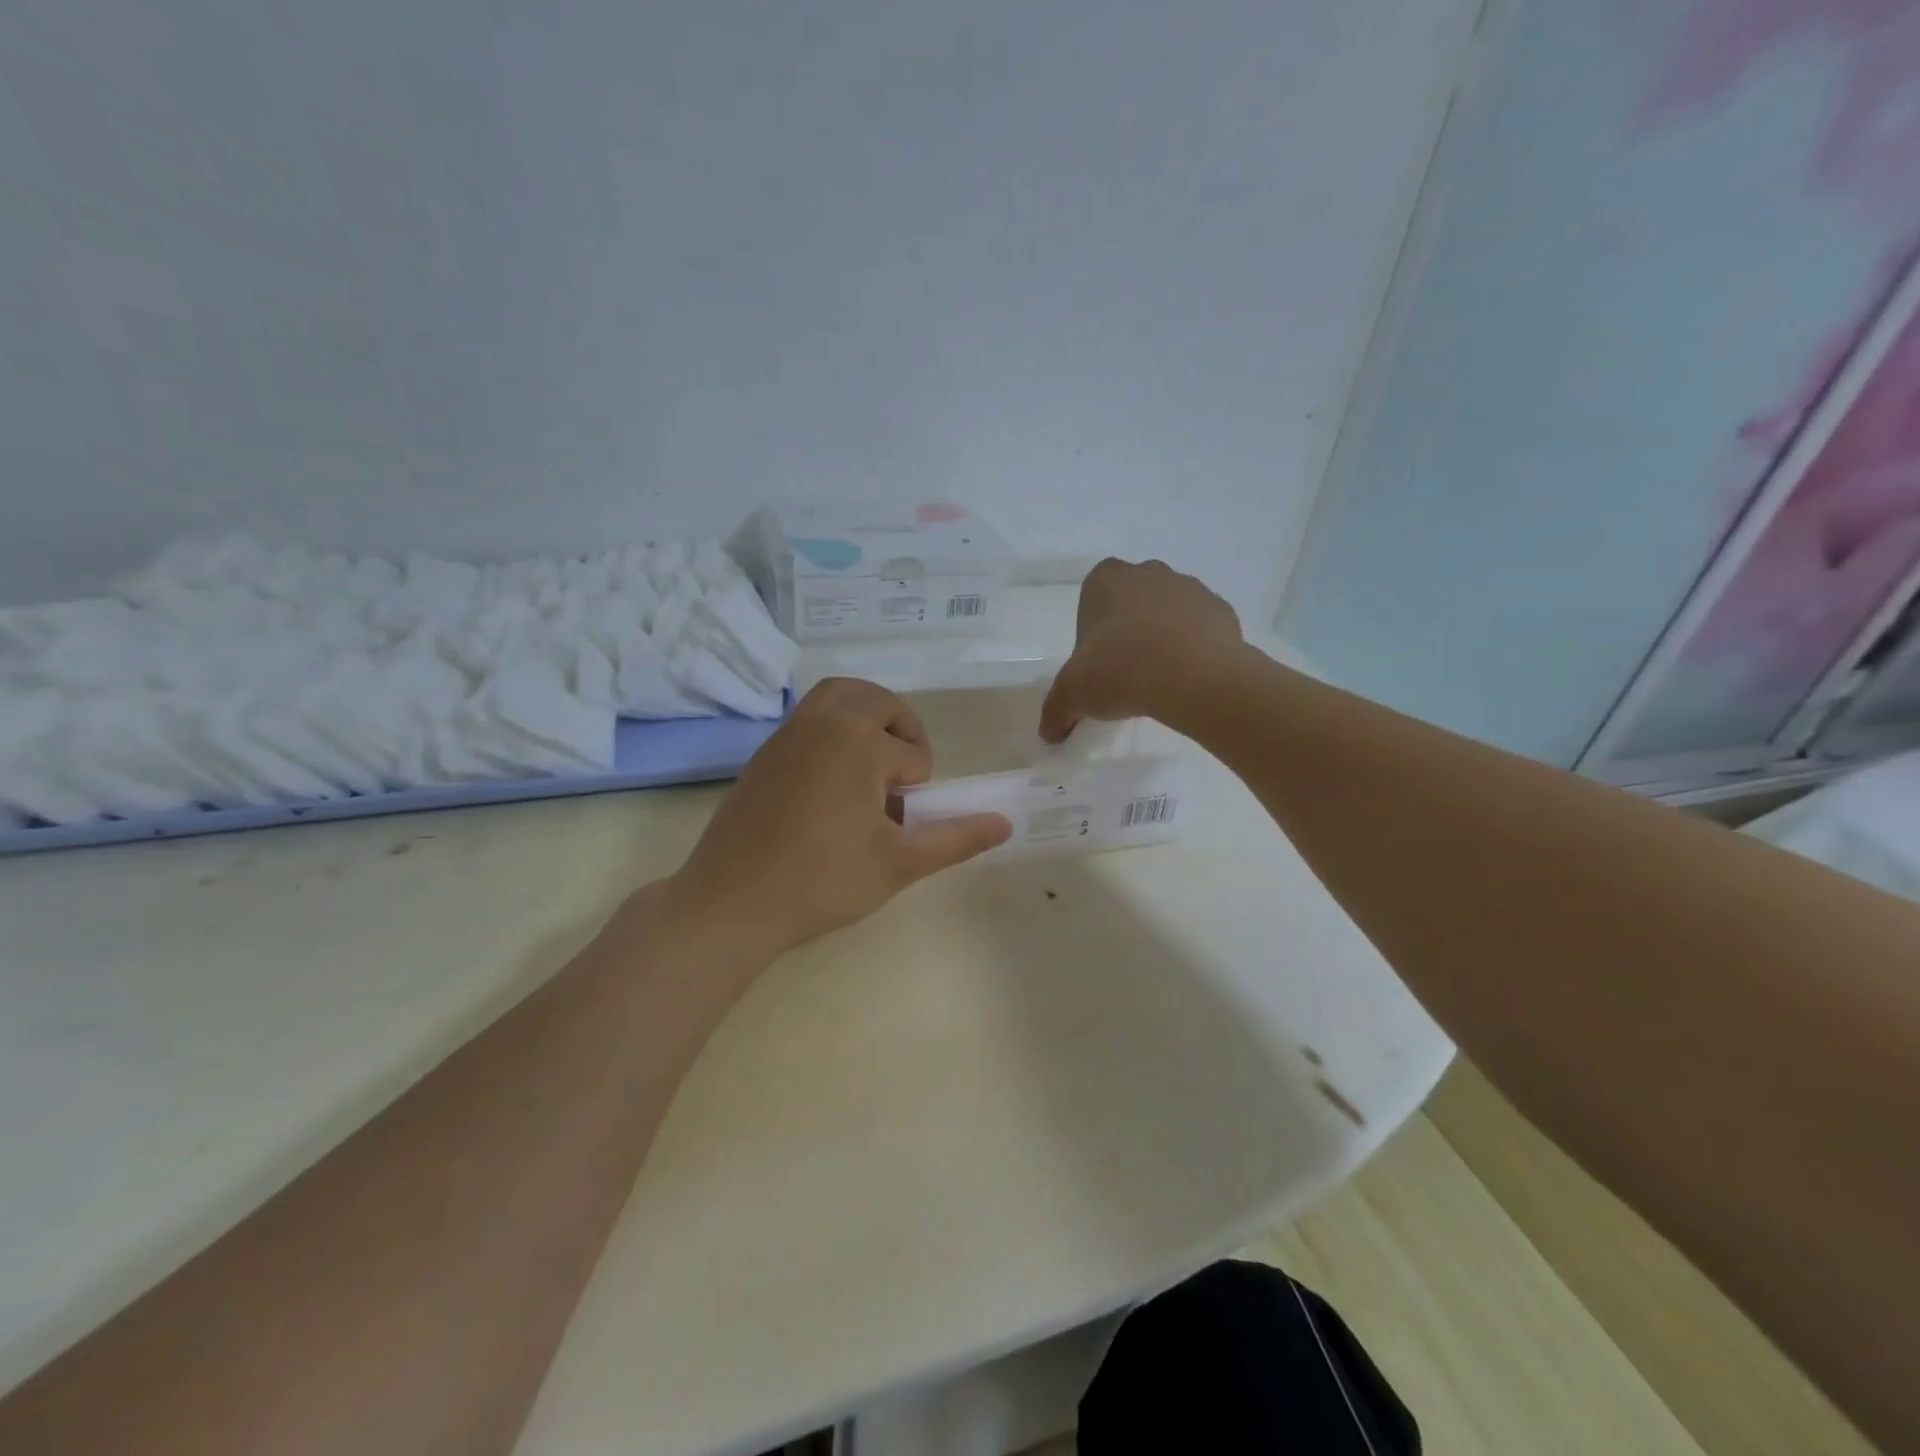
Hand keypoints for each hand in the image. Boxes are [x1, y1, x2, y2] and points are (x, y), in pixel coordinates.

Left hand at [668, 678, 1011, 957]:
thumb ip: (955, 838)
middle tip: (905, 772)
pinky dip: (833, 729)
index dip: (919, 788)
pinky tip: (833, 782)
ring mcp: (786, 735)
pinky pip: (808, 719)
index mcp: (858, 741)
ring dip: (866, 717)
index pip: (911, 753)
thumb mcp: (899, 863)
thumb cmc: (822, 881)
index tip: (901, 822)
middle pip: (876, 701)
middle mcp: (821, 723)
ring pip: (837, 697)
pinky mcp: (763, 754)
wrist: (731, 903)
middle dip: (901, 729)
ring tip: (874, 764)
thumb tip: (1006, 823)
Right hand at [1040, 559, 1243, 741]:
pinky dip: (1193, 647)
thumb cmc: (1122, 671)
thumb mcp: (1074, 696)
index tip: (1096, 662)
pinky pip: (1200, 628)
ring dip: (1162, 636)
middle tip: (1125, 670)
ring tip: (1158, 678)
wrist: (1196, 679)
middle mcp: (1147, 573)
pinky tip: (1187, 678)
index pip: (1092, 597)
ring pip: (1168, 611)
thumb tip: (1049, 734)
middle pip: (1131, 600)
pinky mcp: (1221, 610)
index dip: (1092, 630)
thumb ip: (1056, 711)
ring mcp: (1189, 587)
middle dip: (1128, 628)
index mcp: (1106, 580)